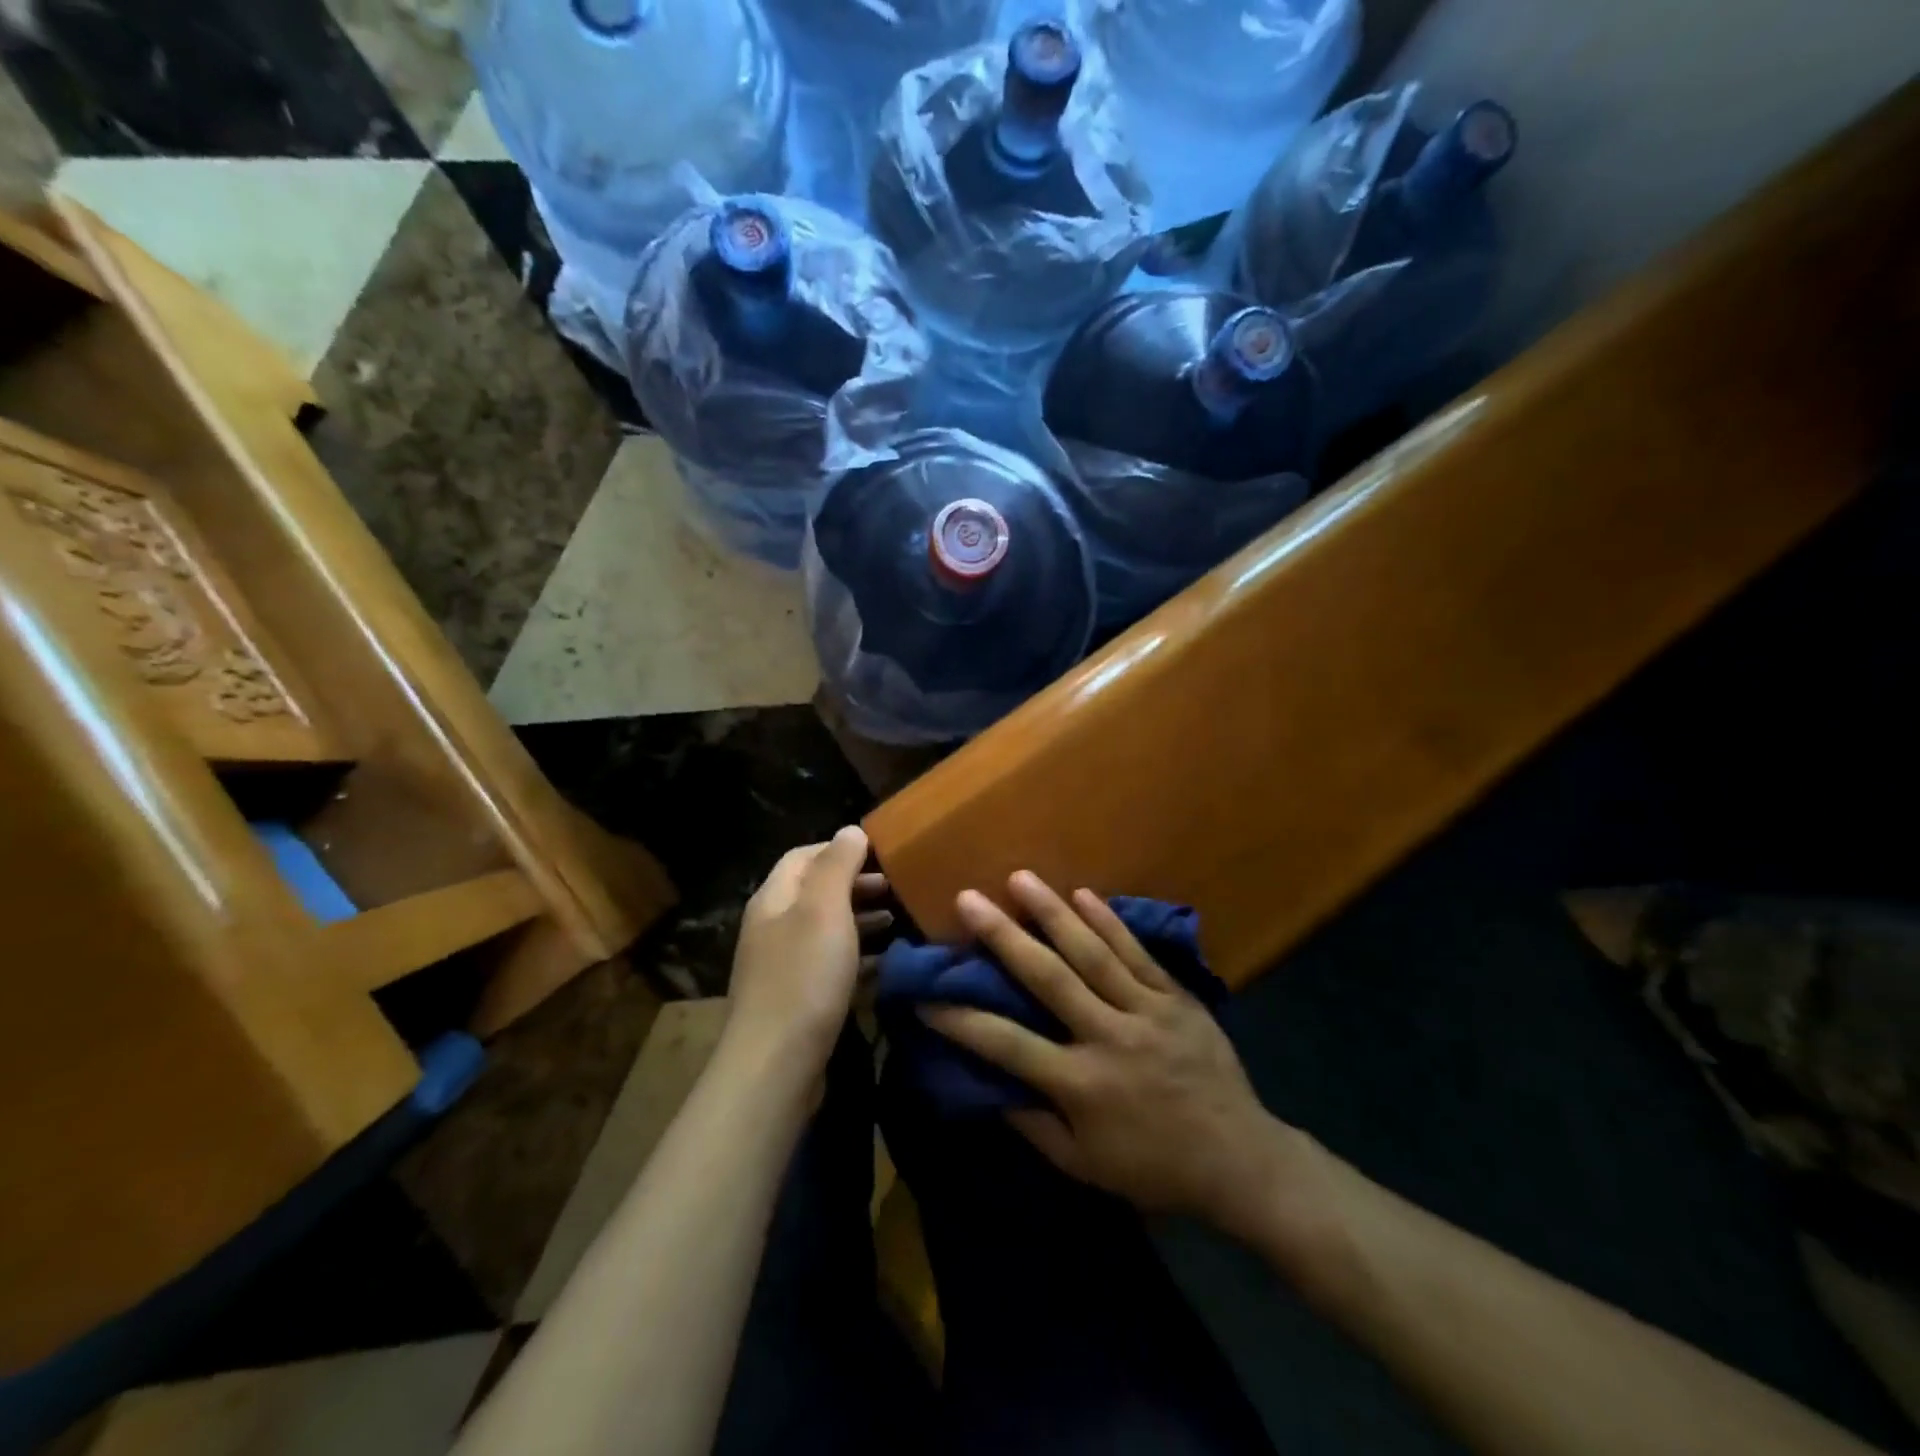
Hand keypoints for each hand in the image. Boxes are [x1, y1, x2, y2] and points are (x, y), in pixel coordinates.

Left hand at [726, 826, 889, 1085]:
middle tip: (897, 887)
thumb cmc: (804, 976)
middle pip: (815, 892)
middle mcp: (773, 926)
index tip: (881, 854)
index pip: (804, 856)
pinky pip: (831, 964)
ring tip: (897, 919)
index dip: (841, 849)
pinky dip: (858, 956)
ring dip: (861, 919)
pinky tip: (886, 963)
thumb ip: (838, 865)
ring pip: (826, 929)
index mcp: (774, 898)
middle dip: (856, 884)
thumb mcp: (824, 909)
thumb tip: (850, 830)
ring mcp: (783, 965)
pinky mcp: (798, 999)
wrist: (775, 1065)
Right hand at [923, 873, 1315, 1239]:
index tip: (925, 993)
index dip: (962, 1019)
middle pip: (1048, 978)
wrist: (1240, 1158)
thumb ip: (1033, 1125)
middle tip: (969, 900)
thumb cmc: (1154, 1167)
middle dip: (1003, 937)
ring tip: (1020, 878)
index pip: (1007, 1045)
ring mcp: (1146, 1011)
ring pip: (1093, 953)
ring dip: (1053, 912)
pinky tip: (1084, 893)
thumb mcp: (1085, 1166)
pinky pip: (1138, 953)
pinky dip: (1109, 921)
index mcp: (1081, 1084)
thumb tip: (988, 1086)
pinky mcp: (1176, 998)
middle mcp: (1108, 1037)